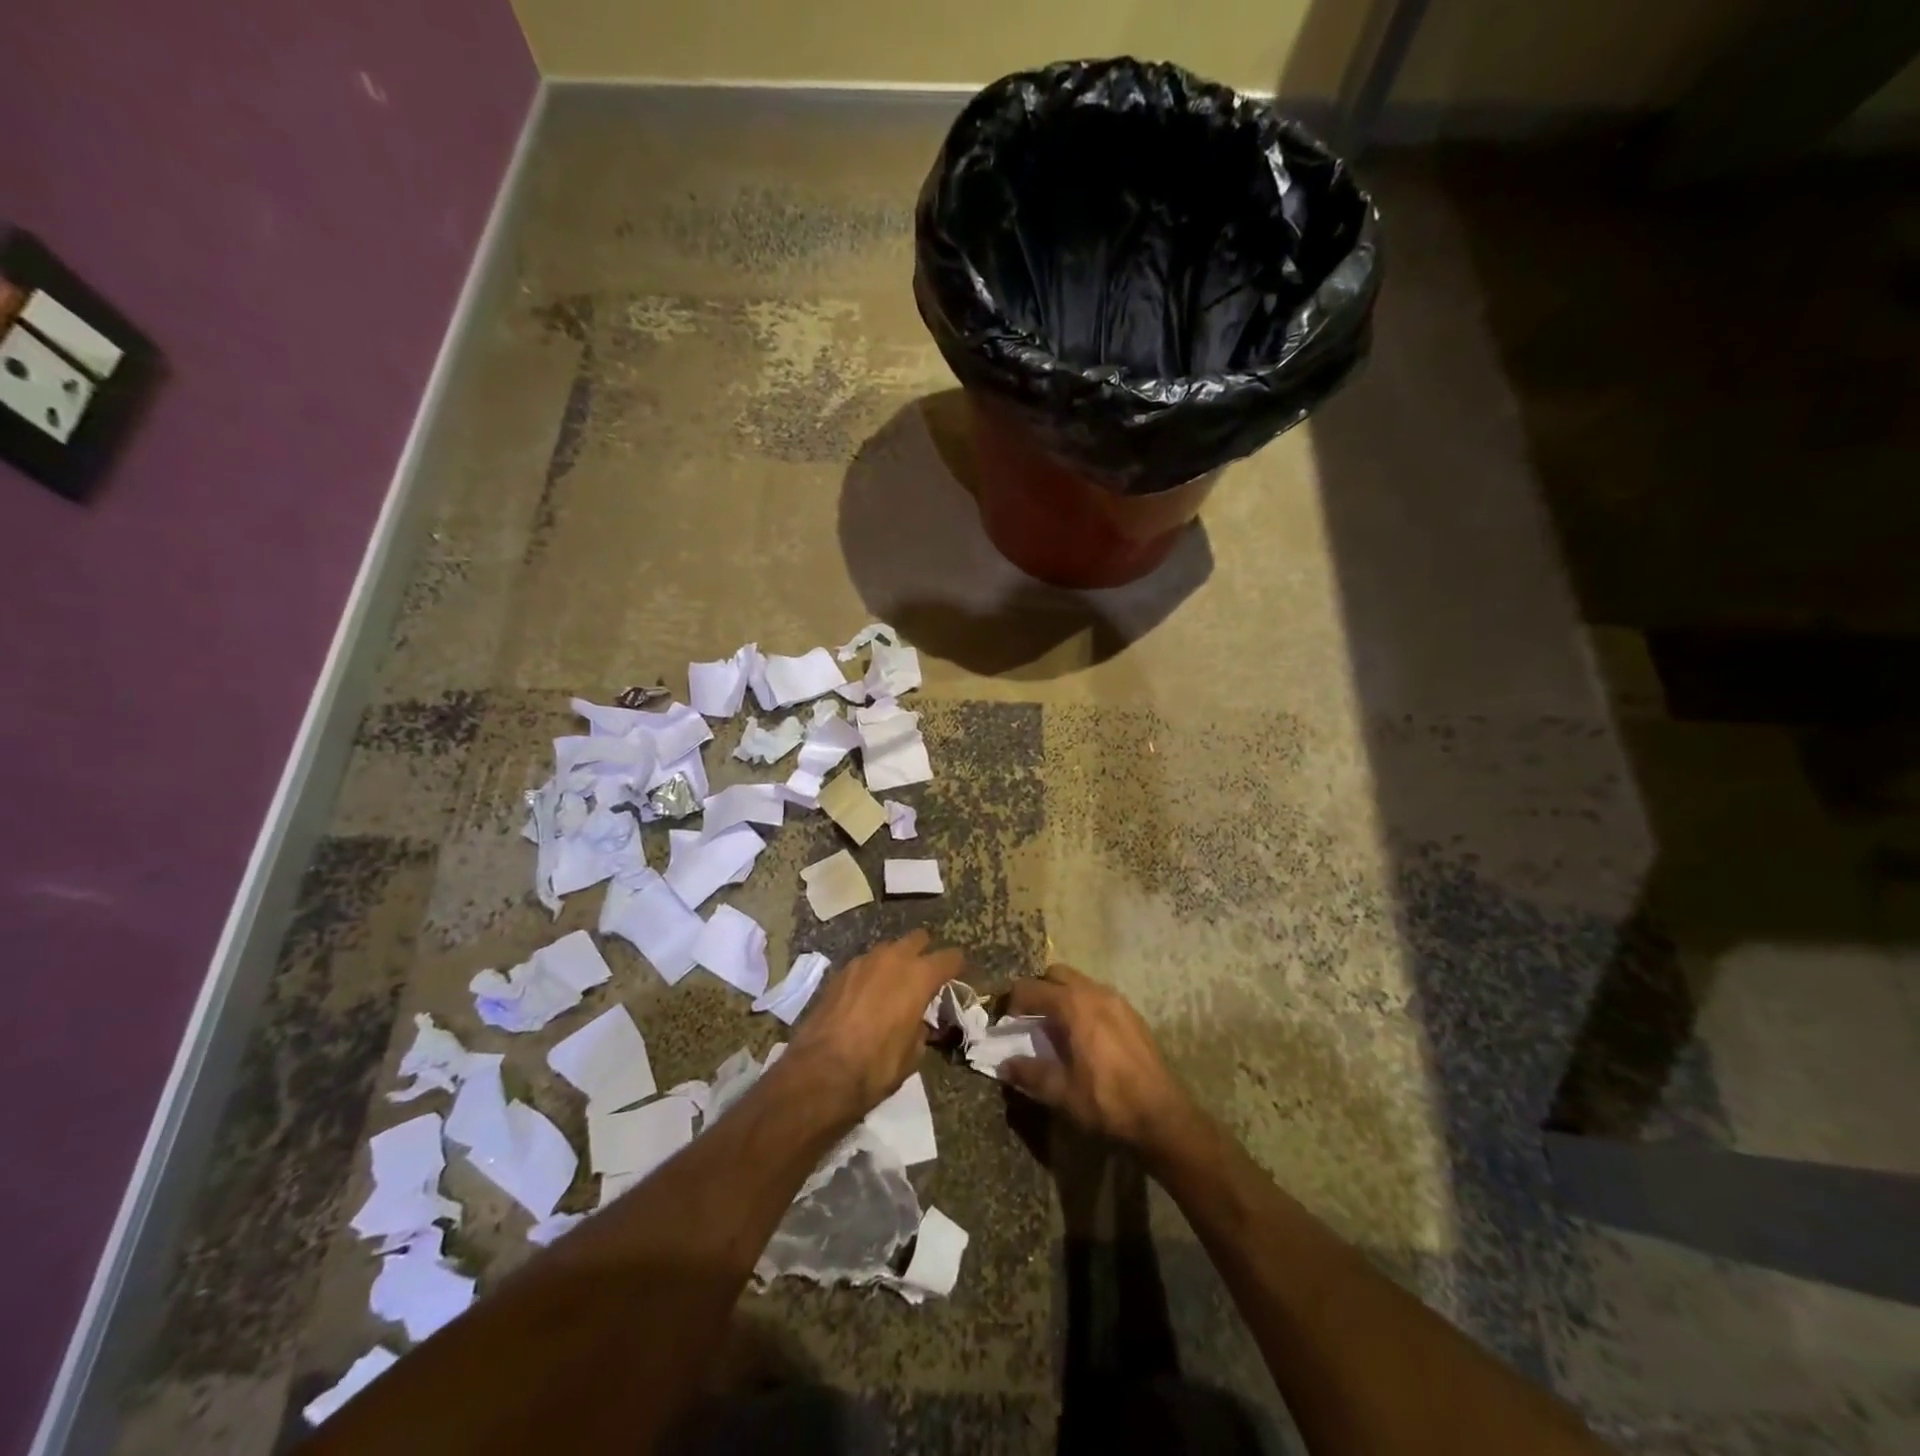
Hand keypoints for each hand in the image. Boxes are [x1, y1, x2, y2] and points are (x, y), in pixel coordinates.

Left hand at [784, 929, 961, 1120]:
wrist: (820, 1072)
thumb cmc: (875, 1066)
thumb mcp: (913, 1055)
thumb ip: (921, 1028)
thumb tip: (918, 1022)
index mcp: (919, 976)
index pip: (950, 957)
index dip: (957, 967)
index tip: (959, 977)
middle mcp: (893, 959)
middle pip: (918, 939)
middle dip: (925, 953)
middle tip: (925, 978)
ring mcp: (863, 961)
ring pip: (888, 948)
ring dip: (896, 961)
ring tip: (894, 986)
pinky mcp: (839, 972)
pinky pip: (865, 963)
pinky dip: (872, 973)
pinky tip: (868, 996)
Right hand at [1000, 964, 1200, 1163]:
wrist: (1161, 1116)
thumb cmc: (1106, 1101)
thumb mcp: (1060, 1092)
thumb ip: (1028, 1073)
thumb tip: (1004, 1065)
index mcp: (1073, 1005)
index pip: (1031, 988)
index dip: (1012, 1002)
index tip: (1005, 1023)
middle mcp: (1095, 992)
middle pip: (1056, 975)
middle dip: (1038, 990)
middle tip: (1029, 1019)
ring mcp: (1117, 1000)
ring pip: (1080, 983)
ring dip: (1062, 996)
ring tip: (1055, 1028)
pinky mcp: (1132, 1014)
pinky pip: (1098, 997)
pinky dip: (1083, 1005)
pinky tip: (1084, 1037)